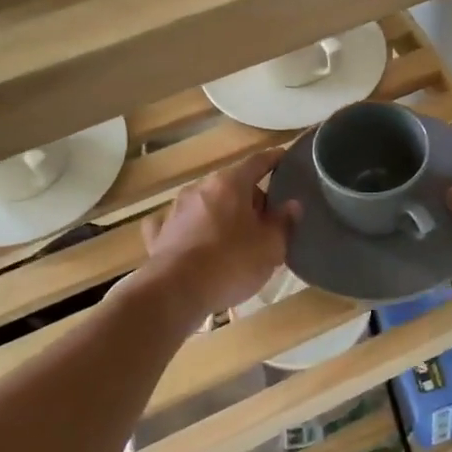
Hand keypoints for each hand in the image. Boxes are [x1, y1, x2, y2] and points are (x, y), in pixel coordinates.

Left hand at [135, 148, 297, 317]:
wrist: (175, 292)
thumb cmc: (231, 264)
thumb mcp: (270, 247)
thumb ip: (283, 222)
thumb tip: (292, 204)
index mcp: (230, 184)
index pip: (257, 162)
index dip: (274, 160)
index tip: (284, 158)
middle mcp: (200, 188)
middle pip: (231, 184)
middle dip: (249, 197)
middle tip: (266, 219)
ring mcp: (175, 209)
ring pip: (206, 204)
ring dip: (221, 214)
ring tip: (235, 237)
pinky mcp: (159, 234)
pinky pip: (179, 224)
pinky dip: (190, 229)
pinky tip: (193, 241)